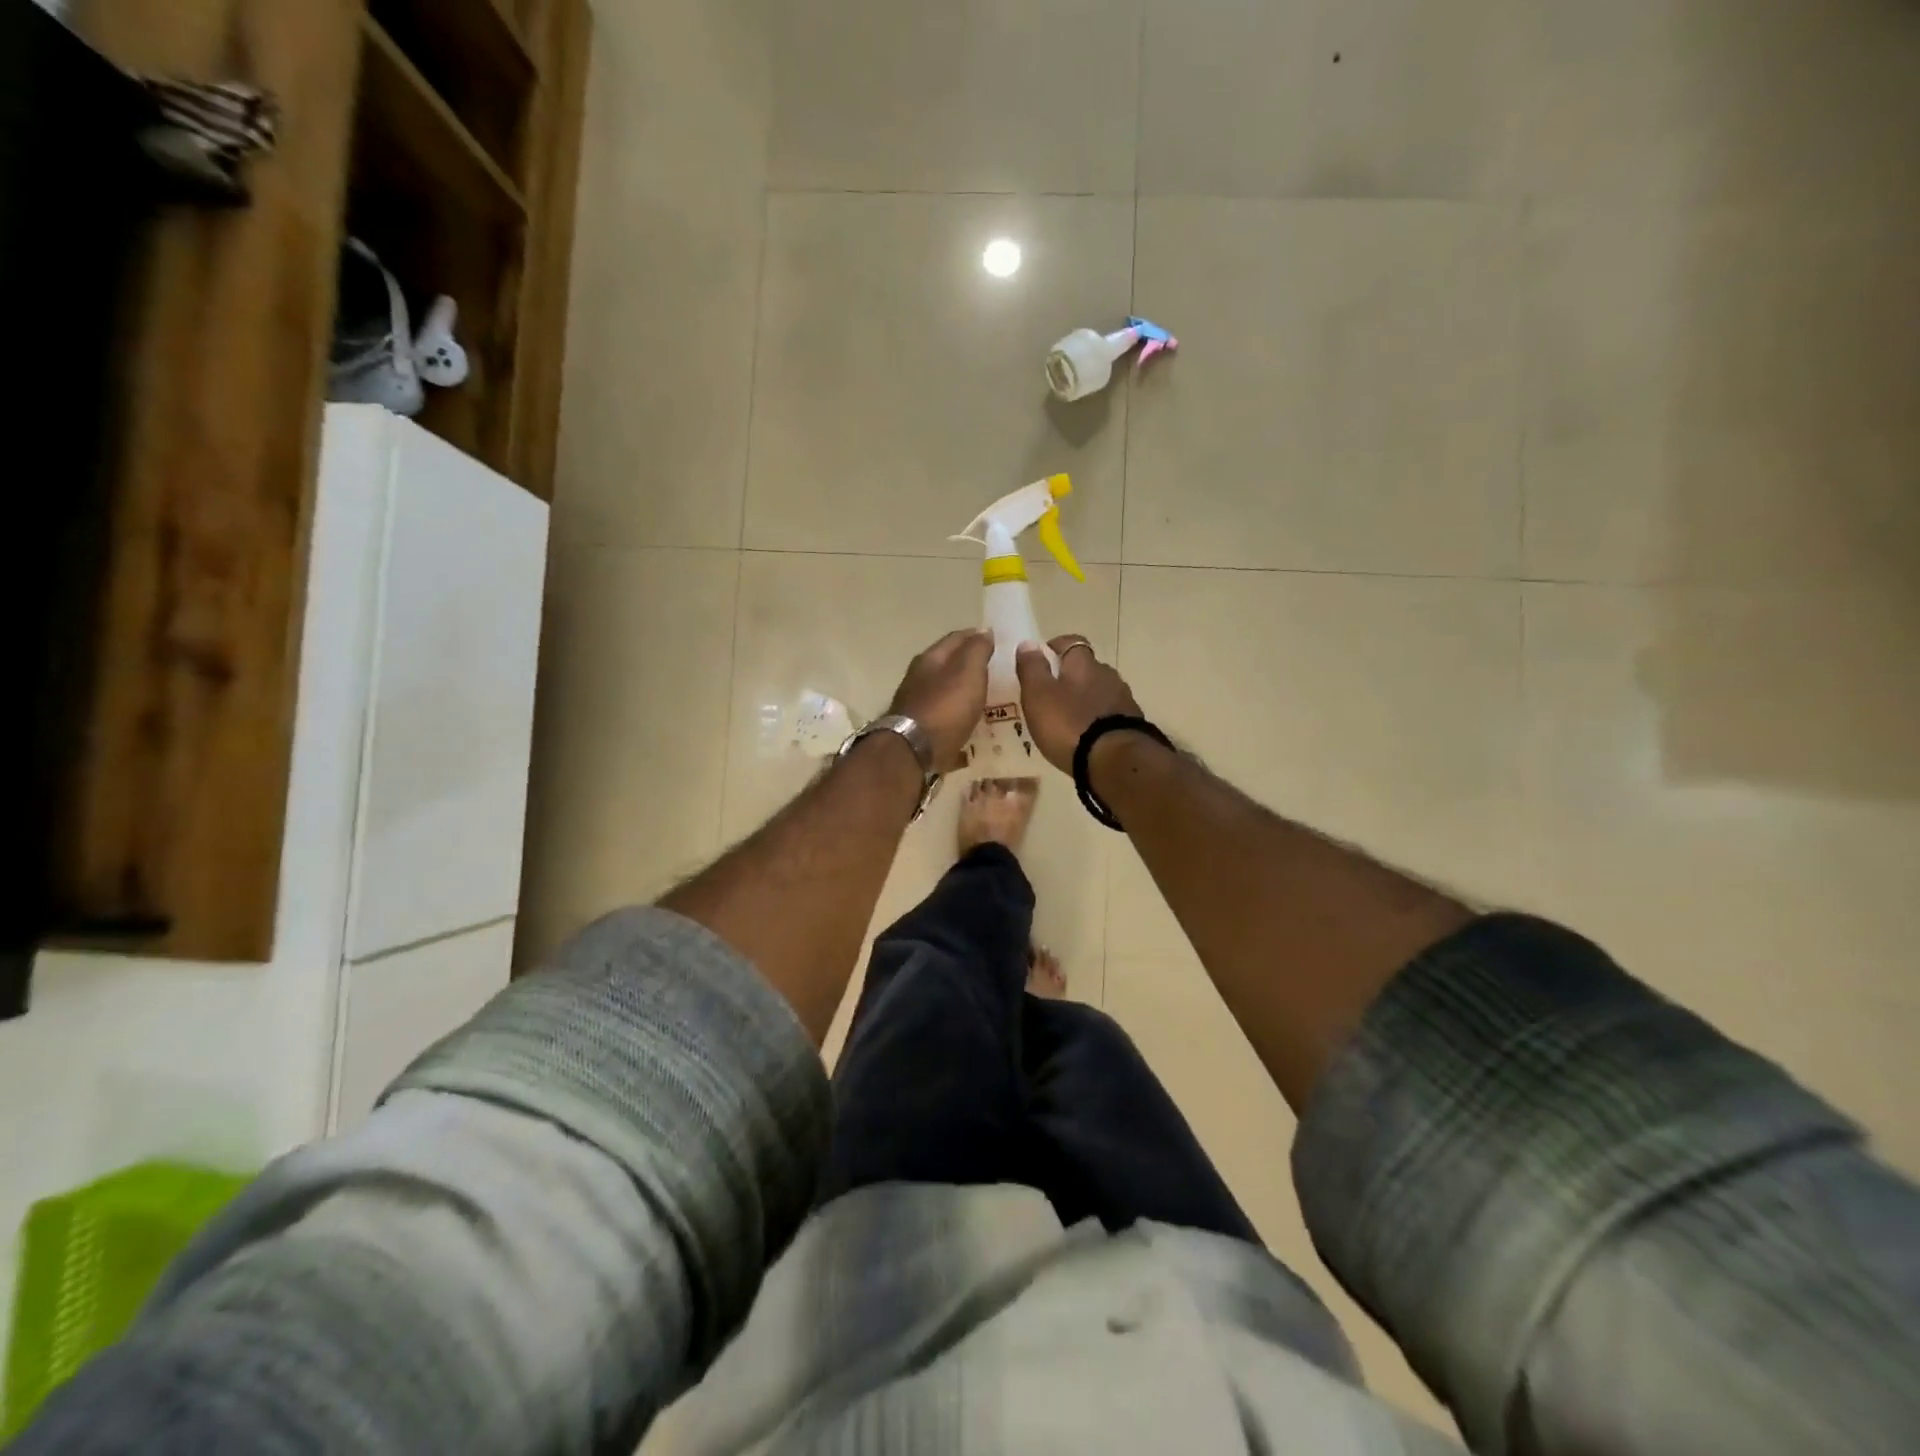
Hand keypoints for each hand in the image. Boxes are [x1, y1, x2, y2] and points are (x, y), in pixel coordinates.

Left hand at [887, 629, 993, 773]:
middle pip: (948, 666)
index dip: (976, 636)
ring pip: (945, 692)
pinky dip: (958, 718)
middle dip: (970, 666)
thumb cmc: (945, 707)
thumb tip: (984, 630)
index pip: (956, 638)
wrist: (912, 752)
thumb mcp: (968, 673)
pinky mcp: (919, 730)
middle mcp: (919, 678)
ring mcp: (916, 705)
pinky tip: (972, 726)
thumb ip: (977, 651)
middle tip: (995, 671)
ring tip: (987, 699)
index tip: (996, 639)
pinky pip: (944, 719)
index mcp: (930, 659)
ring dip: (963, 693)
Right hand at [1015, 635, 1143, 773]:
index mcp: (1083, 664)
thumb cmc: (1069, 723)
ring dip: (1086, 699)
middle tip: (1052, 694)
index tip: (1043, 657)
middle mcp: (1107, 675)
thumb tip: (1028, 643)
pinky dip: (1098, 719)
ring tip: (1068, 718)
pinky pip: (1110, 714)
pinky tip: (1088, 735)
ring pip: (1100, 691)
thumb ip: (1032, 668)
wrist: (1115, 760)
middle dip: (1071, 676)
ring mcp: (1123, 700)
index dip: (1057, 647)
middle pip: (1088, 668)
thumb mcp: (1038, 695)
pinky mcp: (1132, 724)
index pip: (1072, 642)